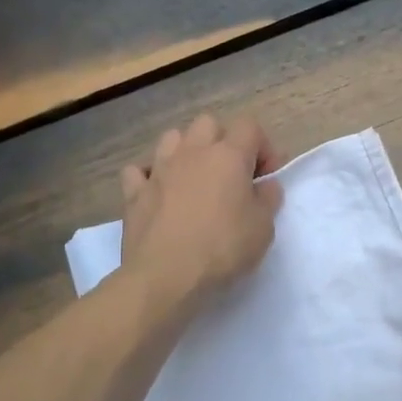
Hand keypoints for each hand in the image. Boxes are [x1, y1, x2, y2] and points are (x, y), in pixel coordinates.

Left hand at [120, 113, 282, 314]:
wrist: (166, 276)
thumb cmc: (223, 249)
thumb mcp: (263, 228)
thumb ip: (268, 199)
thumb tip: (265, 185)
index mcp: (228, 156)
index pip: (249, 127)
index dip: (262, 147)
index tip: (266, 176)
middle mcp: (192, 152)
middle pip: (208, 124)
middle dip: (223, 141)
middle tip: (232, 174)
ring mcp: (159, 170)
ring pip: (172, 137)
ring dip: (186, 151)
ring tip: (194, 178)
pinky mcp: (134, 193)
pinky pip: (139, 170)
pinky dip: (149, 176)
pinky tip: (158, 193)